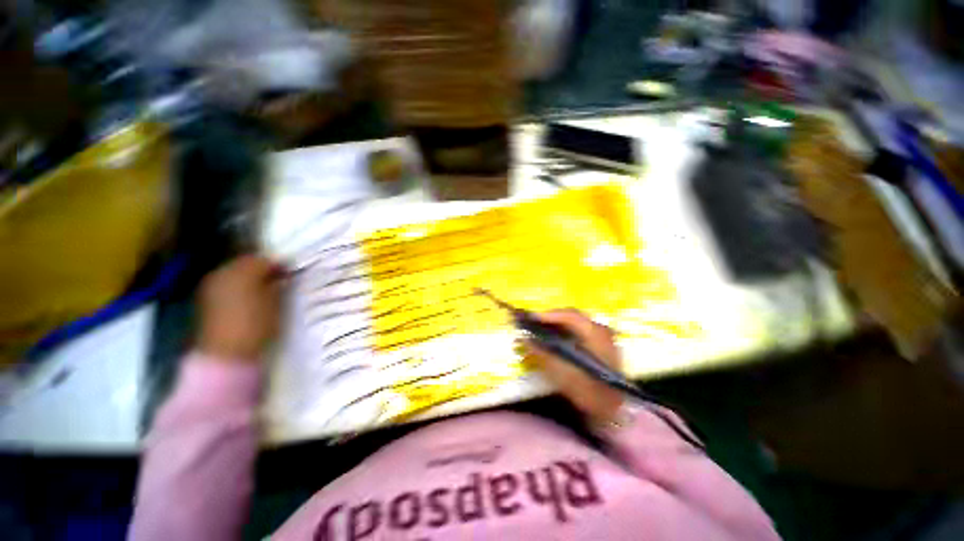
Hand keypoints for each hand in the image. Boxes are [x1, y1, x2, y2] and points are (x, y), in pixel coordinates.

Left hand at [197, 255, 284, 362]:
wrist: (228, 355)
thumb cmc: (257, 324)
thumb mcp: (276, 301)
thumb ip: (279, 282)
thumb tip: (284, 273)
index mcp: (239, 270)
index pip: (263, 259)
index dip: (279, 264)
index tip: (292, 273)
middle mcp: (221, 273)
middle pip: (246, 264)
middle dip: (263, 270)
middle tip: (281, 279)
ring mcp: (211, 287)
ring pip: (236, 275)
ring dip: (251, 279)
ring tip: (268, 290)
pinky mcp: (207, 302)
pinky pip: (228, 286)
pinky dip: (240, 289)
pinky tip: (252, 299)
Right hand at [524, 309, 624, 424]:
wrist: (613, 410)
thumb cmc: (587, 391)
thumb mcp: (561, 373)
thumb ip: (541, 353)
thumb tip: (524, 339)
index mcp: (594, 333)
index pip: (569, 315)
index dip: (548, 315)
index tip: (531, 318)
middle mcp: (600, 329)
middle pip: (571, 316)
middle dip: (551, 318)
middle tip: (534, 323)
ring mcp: (603, 336)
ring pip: (575, 323)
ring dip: (557, 325)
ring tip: (541, 330)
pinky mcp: (601, 344)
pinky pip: (579, 331)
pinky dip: (565, 332)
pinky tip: (555, 339)